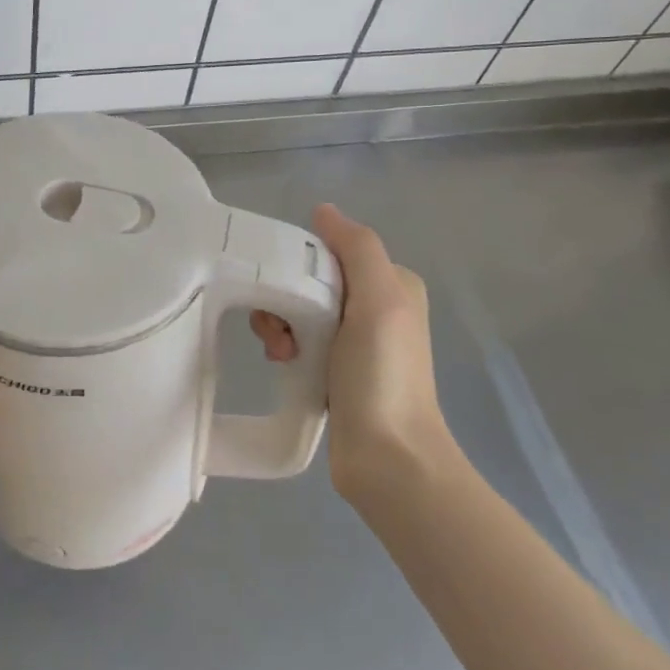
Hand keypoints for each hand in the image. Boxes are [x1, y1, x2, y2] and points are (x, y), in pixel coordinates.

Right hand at [249, 204, 453, 511]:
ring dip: (279, 325)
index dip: (297, 262)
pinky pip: (297, 340)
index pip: (328, 251)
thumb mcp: (379, 301)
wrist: (388, 459)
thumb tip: (324, 210)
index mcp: (390, 283)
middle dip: (283, 298)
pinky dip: (284, 347)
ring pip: (297, 310)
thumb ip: (356, 249)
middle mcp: (374, 306)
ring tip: (281, 353)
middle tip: (279, 329)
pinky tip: (283, 364)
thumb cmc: (383, 375)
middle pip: (307, 280)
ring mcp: (353, 341)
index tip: (283, 288)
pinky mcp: (333, 369)